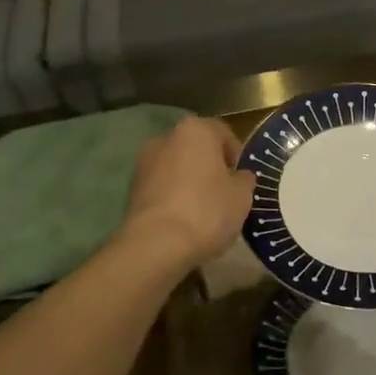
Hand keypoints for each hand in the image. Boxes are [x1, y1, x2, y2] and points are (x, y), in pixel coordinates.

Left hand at [120, 116, 254, 271]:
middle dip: (210, 167)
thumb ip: (244, 179)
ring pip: (176, 167)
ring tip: (203, 211)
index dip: (236, 155)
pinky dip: (172, 197)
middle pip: (196, 149)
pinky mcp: (131, 189)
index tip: (243, 179)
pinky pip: (161, 187)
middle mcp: (166, 138)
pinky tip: (183, 221)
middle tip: (225, 194)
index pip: (223, 133)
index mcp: (196, 130)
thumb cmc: (207, 211)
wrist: (156, 244)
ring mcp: (144, 163)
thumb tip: (240, 176)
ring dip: (189, 182)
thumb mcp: (241, 196)